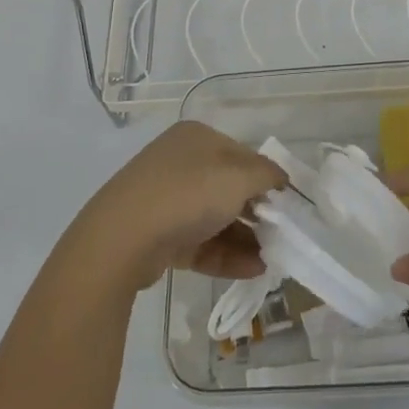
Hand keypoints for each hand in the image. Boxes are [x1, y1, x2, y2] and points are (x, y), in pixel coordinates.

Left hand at [68, 122, 285, 291]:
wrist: (121, 240)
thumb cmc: (187, 194)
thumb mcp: (239, 177)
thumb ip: (267, 174)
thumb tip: (280, 178)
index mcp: (197, 138)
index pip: (243, 155)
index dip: (267, 179)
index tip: (287, 206)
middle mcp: (180, 163)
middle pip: (229, 188)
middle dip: (257, 213)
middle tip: (280, 236)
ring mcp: (166, 199)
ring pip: (215, 218)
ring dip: (246, 239)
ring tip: (270, 262)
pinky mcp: (158, 234)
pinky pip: (200, 242)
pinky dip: (225, 255)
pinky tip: (251, 270)